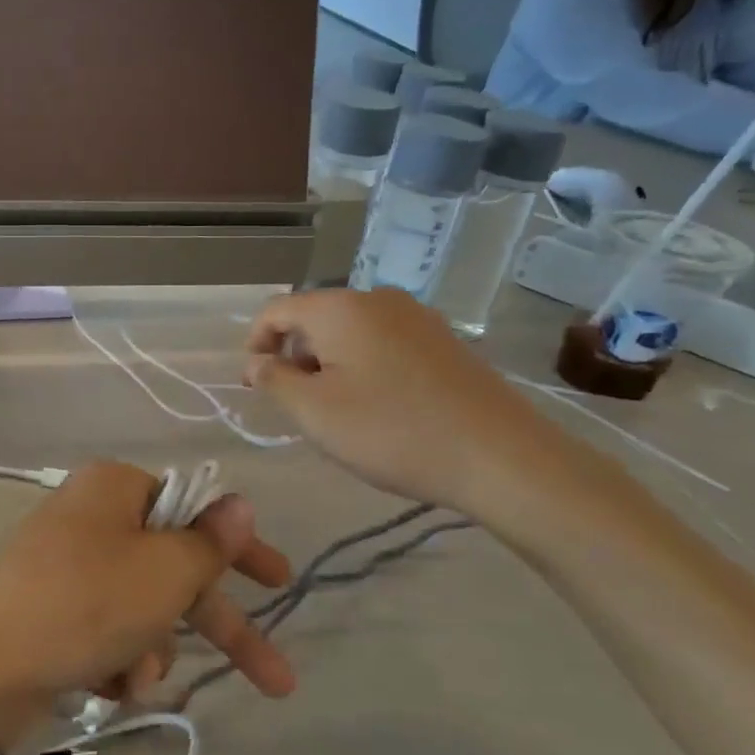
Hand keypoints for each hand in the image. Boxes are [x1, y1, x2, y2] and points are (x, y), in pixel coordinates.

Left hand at [0, 461, 295, 710]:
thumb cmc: (87, 602)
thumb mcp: (164, 571)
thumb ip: (210, 542)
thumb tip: (238, 503)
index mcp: (116, 489)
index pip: (195, 510)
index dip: (240, 549)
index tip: (279, 580)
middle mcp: (92, 518)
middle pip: (175, 569)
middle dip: (217, 626)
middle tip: (275, 677)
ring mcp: (69, 566)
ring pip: (143, 610)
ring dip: (152, 650)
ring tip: (133, 677)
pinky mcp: (53, 610)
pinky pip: (107, 631)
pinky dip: (117, 660)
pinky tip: (106, 685)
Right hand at [244, 288, 565, 516]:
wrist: (500, 456)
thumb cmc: (391, 431)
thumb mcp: (314, 412)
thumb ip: (274, 380)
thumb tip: (255, 362)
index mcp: (340, 308)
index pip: (277, 309)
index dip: (256, 343)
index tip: (254, 385)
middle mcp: (377, 299)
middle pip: (315, 318)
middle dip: (295, 356)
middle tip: (296, 405)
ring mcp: (416, 317)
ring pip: (350, 332)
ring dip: (329, 364)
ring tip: (337, 411)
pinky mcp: (443, 340)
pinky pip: (384, 342)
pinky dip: (364, 366)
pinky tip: (378, 407)